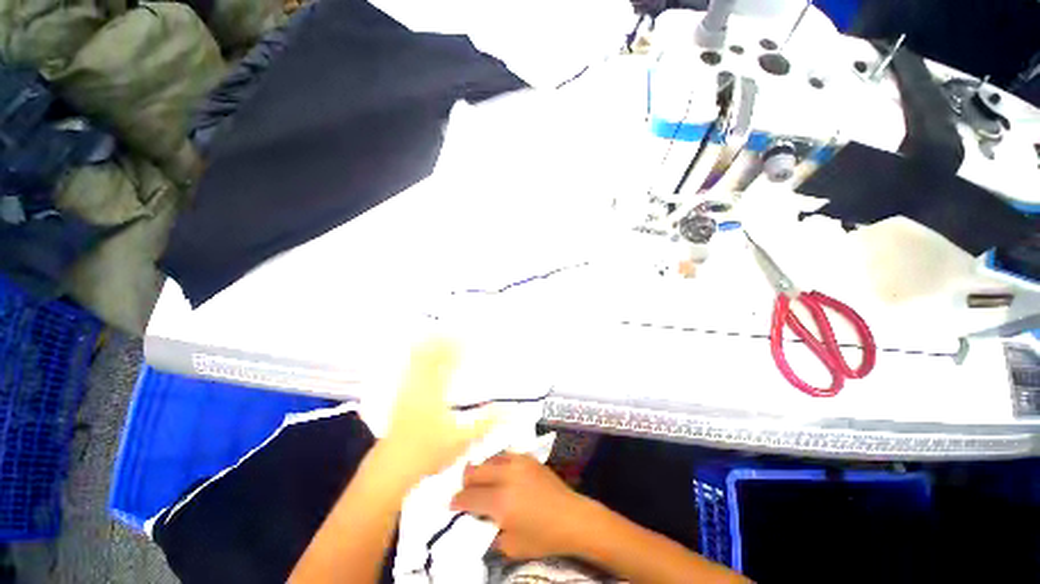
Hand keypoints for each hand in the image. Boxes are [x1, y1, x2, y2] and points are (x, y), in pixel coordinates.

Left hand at [379, 340, 496, 484]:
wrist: (393, 467)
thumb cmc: (429, 452)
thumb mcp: (463, 439)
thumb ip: (486, 422)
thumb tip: (509, 410)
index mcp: (435, 392)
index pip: (446, 362)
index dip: (456, 347)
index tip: (465, 337)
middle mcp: (419, 386)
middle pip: (428, 355)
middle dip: (440, 340)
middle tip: (451, 329)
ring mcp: (407, 390)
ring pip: (415, 359)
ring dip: (427, 345)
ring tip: (436, 333)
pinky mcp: (400, 396)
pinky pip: (407, 368)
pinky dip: (415, 356)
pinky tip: (417, 353)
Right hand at [450, 453, 594, 559]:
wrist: (572, 517)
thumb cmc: (542, 537)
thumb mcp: (511, 546)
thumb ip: (489, 533)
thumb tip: (477, 521)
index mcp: (500, 501)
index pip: (469, 497)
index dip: (457, 501)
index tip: (452, 504)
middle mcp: (506, 476)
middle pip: (475, 471)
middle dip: (466, 482)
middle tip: (466, 492)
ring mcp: (518, 463)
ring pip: (489, 459)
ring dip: (481, 470)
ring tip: (482, 481)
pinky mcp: (528, 458)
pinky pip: (505, 456)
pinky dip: (497, 464)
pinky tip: (499, 473)